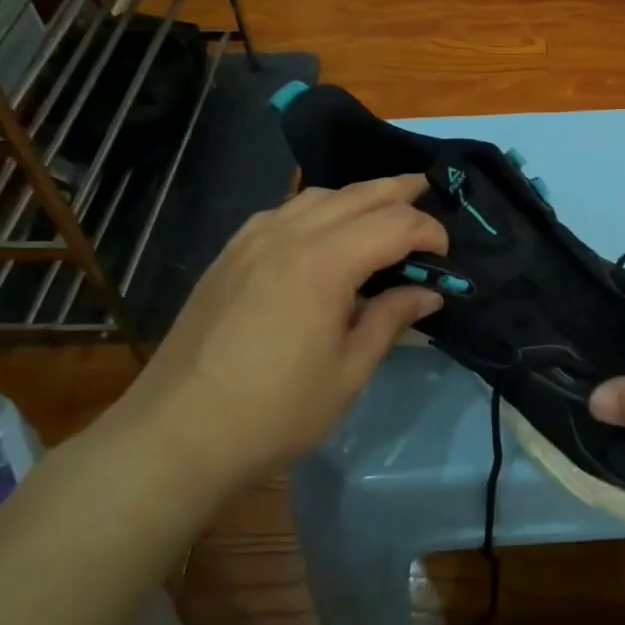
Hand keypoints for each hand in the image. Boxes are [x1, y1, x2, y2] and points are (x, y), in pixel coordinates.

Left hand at [99, 176, 448, 499]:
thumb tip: (428, 292)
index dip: (428, 232)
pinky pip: (282, 212)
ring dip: (356, 196)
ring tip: (382, 209)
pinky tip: (322, 231)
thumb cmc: (276, 410)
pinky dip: (316, 209)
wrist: (179, 433)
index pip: (393, 224)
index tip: (446, 256)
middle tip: (428, 193)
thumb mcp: (349, 370)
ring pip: (316, 196)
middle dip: (398, 191)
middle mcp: (287, 235)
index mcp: (324, 263)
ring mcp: (251, 241)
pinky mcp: (229, 255)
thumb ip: (391, 319)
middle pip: (356, 195)